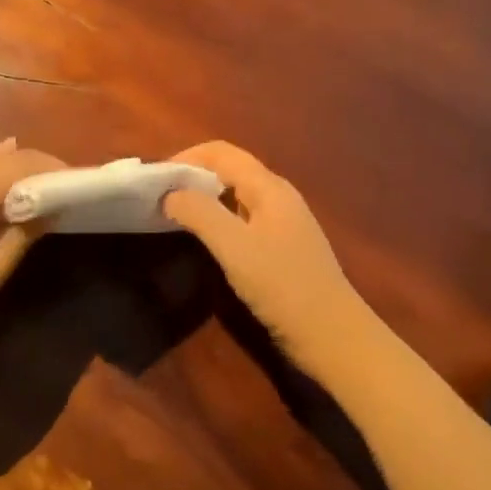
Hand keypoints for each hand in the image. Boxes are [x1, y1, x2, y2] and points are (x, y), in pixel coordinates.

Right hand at [163, 141, 374, 377]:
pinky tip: (205, 239)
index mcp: (269, 187)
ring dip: (204, 197)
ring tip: (174, 214)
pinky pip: (243, 217)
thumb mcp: (234, 247)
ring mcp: (283, 222)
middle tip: (160, 196)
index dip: (186, 158)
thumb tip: (170, 193)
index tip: (156, 179)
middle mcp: (278, 196)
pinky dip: (218, 218)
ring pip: (236, 194)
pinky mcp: (283, 247)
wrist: (334, 336)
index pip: (221, 152)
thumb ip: (199, 213)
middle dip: (193, 175)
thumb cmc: (283, 286)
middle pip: (229, 169)